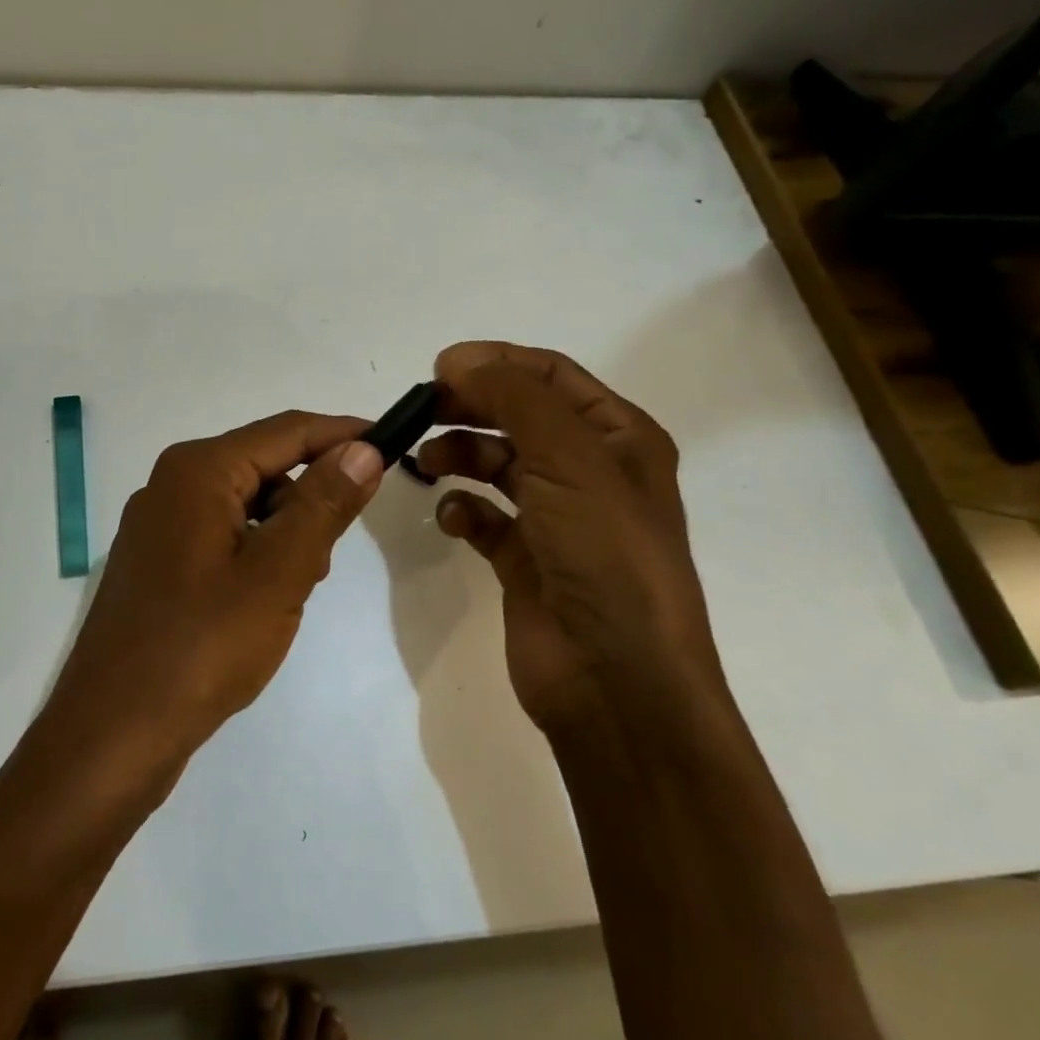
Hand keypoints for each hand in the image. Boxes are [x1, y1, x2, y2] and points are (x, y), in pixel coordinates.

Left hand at [47, 411, 385, 765]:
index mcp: (197, 471)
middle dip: (310, 500)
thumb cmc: (202, 646)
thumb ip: (324, 504)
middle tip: (328, 557)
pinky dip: (256, 556)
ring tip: (292, 593)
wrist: (112, 733)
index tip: (393, 447)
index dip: (343, 435)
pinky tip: (263, 604)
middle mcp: (172, 484)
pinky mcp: (157, 563)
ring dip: (284, 536)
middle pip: (265, 466)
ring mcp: (159, 526)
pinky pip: (223, 537)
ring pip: (246, 506)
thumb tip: (362, 448)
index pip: (287, 431)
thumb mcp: (278, 572)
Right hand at [415, 341, 725, 733]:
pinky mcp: (525, 561)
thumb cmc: (604, 554)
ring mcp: (556, 518)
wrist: (617, 679)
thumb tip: (457, 360)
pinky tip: (451, 517)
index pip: (551, 376)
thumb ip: (513, 398)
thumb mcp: (568, 458)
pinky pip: (484, 518)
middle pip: (518, 416)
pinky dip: (462, 510)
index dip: (496, 363)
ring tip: (425, 464)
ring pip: (497, 464)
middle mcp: (589, 472)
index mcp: (618, 438)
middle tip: (420, 411)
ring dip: (459, 455)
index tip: (439, 368)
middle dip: (470, 407)